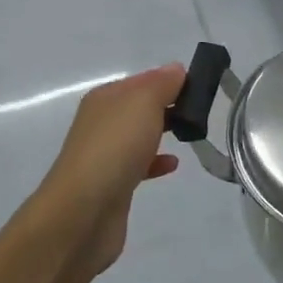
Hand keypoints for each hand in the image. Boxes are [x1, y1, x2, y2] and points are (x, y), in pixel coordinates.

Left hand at [37, 65, 182, 275]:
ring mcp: (105, 155)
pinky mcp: (112, 184)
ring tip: (190, 134)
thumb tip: (176, 70)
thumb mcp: (143, 103)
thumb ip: (162, 84)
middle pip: (140, 107)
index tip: (200, 87)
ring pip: (139, 135)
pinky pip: (139, 165)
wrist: (83, 212)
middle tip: (199, 112)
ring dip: (162, 132)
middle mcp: (102, 122)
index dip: (169, 80)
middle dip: (168, 106)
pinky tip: (173, 165)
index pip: (142, 79)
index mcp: (105, 98)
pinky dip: (156, 162)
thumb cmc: (115, 148)